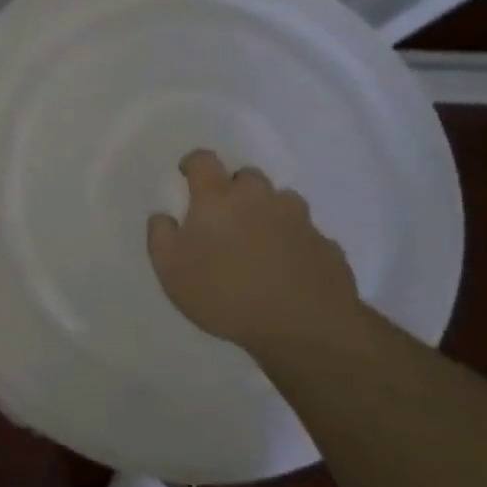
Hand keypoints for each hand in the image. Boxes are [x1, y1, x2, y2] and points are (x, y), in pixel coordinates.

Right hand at [147, 150, 363, 358]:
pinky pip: (305, 233)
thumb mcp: (171, 270)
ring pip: (281, 201)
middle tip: (225, 216)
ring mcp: (298, 219)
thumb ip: (161, 237)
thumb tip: (163, 216)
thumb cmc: (225, 293)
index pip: (204, 161)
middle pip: (247, 176)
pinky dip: (294, 241)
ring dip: (268, 212)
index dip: (193, 163)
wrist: (303, 326)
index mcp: (218, 198)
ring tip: (260, 242)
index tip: (187, 174)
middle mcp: (259, 198)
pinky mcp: (325, 244)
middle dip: (235, 188)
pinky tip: (288, 267)